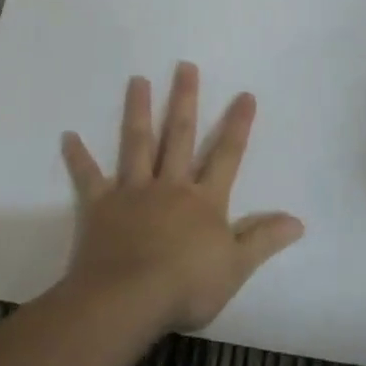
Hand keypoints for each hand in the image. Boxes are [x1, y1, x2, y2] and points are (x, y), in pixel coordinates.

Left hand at [59, 63, 303, 332]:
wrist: (129, 299)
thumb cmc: (187, 286)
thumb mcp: (236, 268)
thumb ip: (263, 239)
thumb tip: (298, 220)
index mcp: (204, 201)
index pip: (226, 156)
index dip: (237, 125)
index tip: (245, 94)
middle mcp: (170, 186)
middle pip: (180, 136)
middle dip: (185, 100)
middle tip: (184, 65)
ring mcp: (133, 192)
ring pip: (137, 144)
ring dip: (138, 111)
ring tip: (137, 80)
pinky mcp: (101, 205)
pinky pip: (88, 177)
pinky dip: (78, 157)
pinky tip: (67, 136)